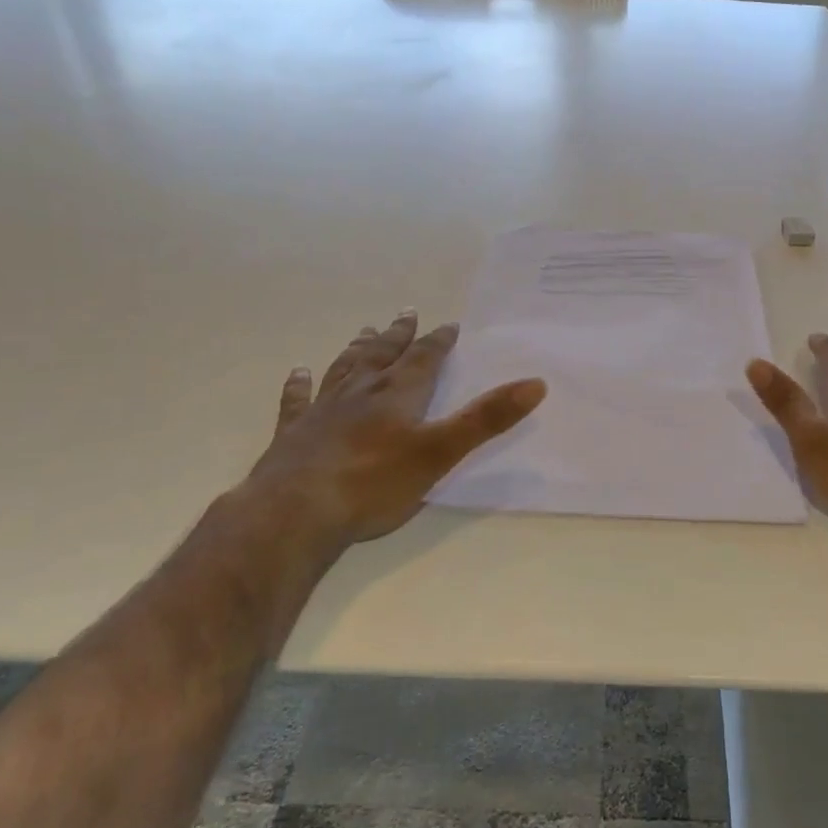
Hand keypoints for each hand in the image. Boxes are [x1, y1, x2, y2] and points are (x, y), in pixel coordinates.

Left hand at [242, 311, 545, 548]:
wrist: (294, 513)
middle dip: (398, 336)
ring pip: (343, 370)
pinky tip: (298, 373)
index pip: (424, 359)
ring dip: (357, 350)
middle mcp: (360, 393)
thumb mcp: (441, 452)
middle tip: (406, 314)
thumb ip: (487, 419)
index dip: (438, 341)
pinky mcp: (292, 435)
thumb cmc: (374, 483)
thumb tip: (535, 383)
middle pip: (382, 355)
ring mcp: (322, 412)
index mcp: (397, 395)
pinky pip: (297, 401)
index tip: (449, 325)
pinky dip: (299, 385)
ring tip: (364, 332)